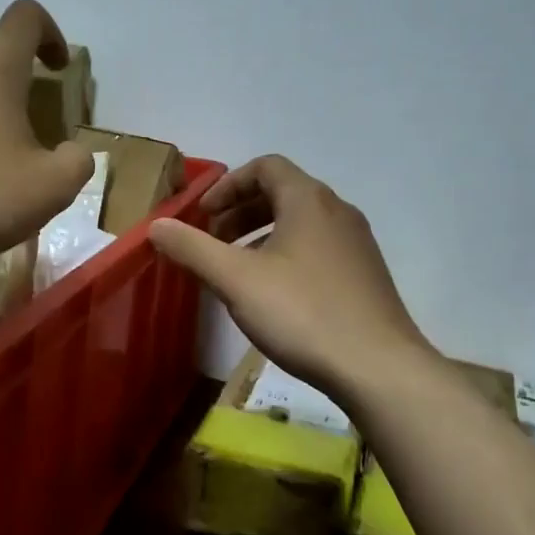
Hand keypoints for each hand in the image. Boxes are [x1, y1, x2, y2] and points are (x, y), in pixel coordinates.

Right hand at [148, 155, 435, 399]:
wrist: (378, 367)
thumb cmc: (302, 313)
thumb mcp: (236, 280)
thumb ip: (193, 249)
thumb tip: (156, 225)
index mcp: (309, 200)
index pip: (266, 167)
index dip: (228, 186)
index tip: (203, 216)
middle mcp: (338, 211)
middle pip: (283, 192)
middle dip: (241, 211)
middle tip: (213, 241)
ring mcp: (357, 243)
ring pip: (302, 222)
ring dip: (263, 234)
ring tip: (237, 269)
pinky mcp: (366, 274)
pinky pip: (319, 247)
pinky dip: (288, 254)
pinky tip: (275, 295)